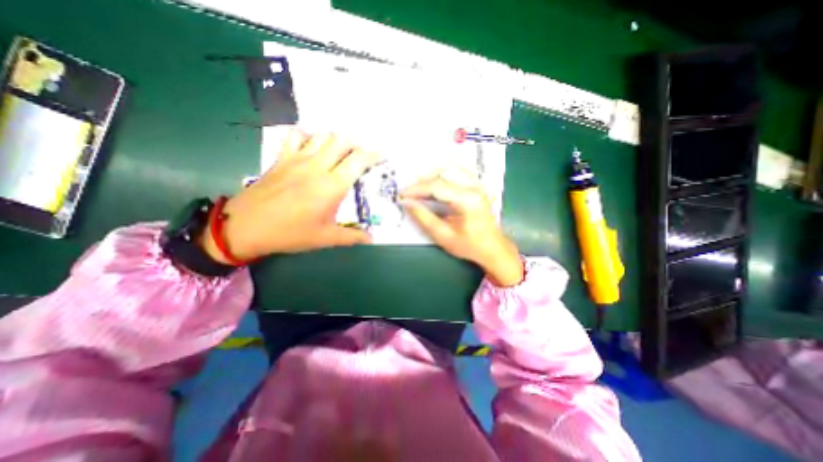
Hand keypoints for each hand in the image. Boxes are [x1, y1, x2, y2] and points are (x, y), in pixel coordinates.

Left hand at [199, 127, 381, 262]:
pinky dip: (308, 136)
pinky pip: (296, 136)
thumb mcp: (326, 238)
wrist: (246, 227)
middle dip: (356, 143)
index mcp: (332, 186)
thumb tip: (371, 239)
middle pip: (341, 140)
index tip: (381, 156)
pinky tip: (312, 148)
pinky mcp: (281, 159)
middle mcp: (317, 166)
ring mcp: (297, 159)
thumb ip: (352, 237)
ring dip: (335, 140)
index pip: (358, 160)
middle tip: (361, 155)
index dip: (373, 155)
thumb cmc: (290, 233)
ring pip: (322, 136)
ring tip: (340, 152)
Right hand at [403, 172, 523, 286]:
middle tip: (408, 194)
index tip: (401, 195)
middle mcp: (473, 187)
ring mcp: (477, 185)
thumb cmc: (469, 246)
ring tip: (418, 191)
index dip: (416, 189)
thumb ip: (423, 218)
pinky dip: (442, 177)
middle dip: (421, 183)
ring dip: (430, 178)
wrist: (493, 249)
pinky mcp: (476, 187)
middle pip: (442, 175)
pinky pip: (456, 174)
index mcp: (467, 200)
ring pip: (449, 171)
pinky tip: (434, 186)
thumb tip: (407, 203)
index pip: (436, 186)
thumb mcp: (443, 236)